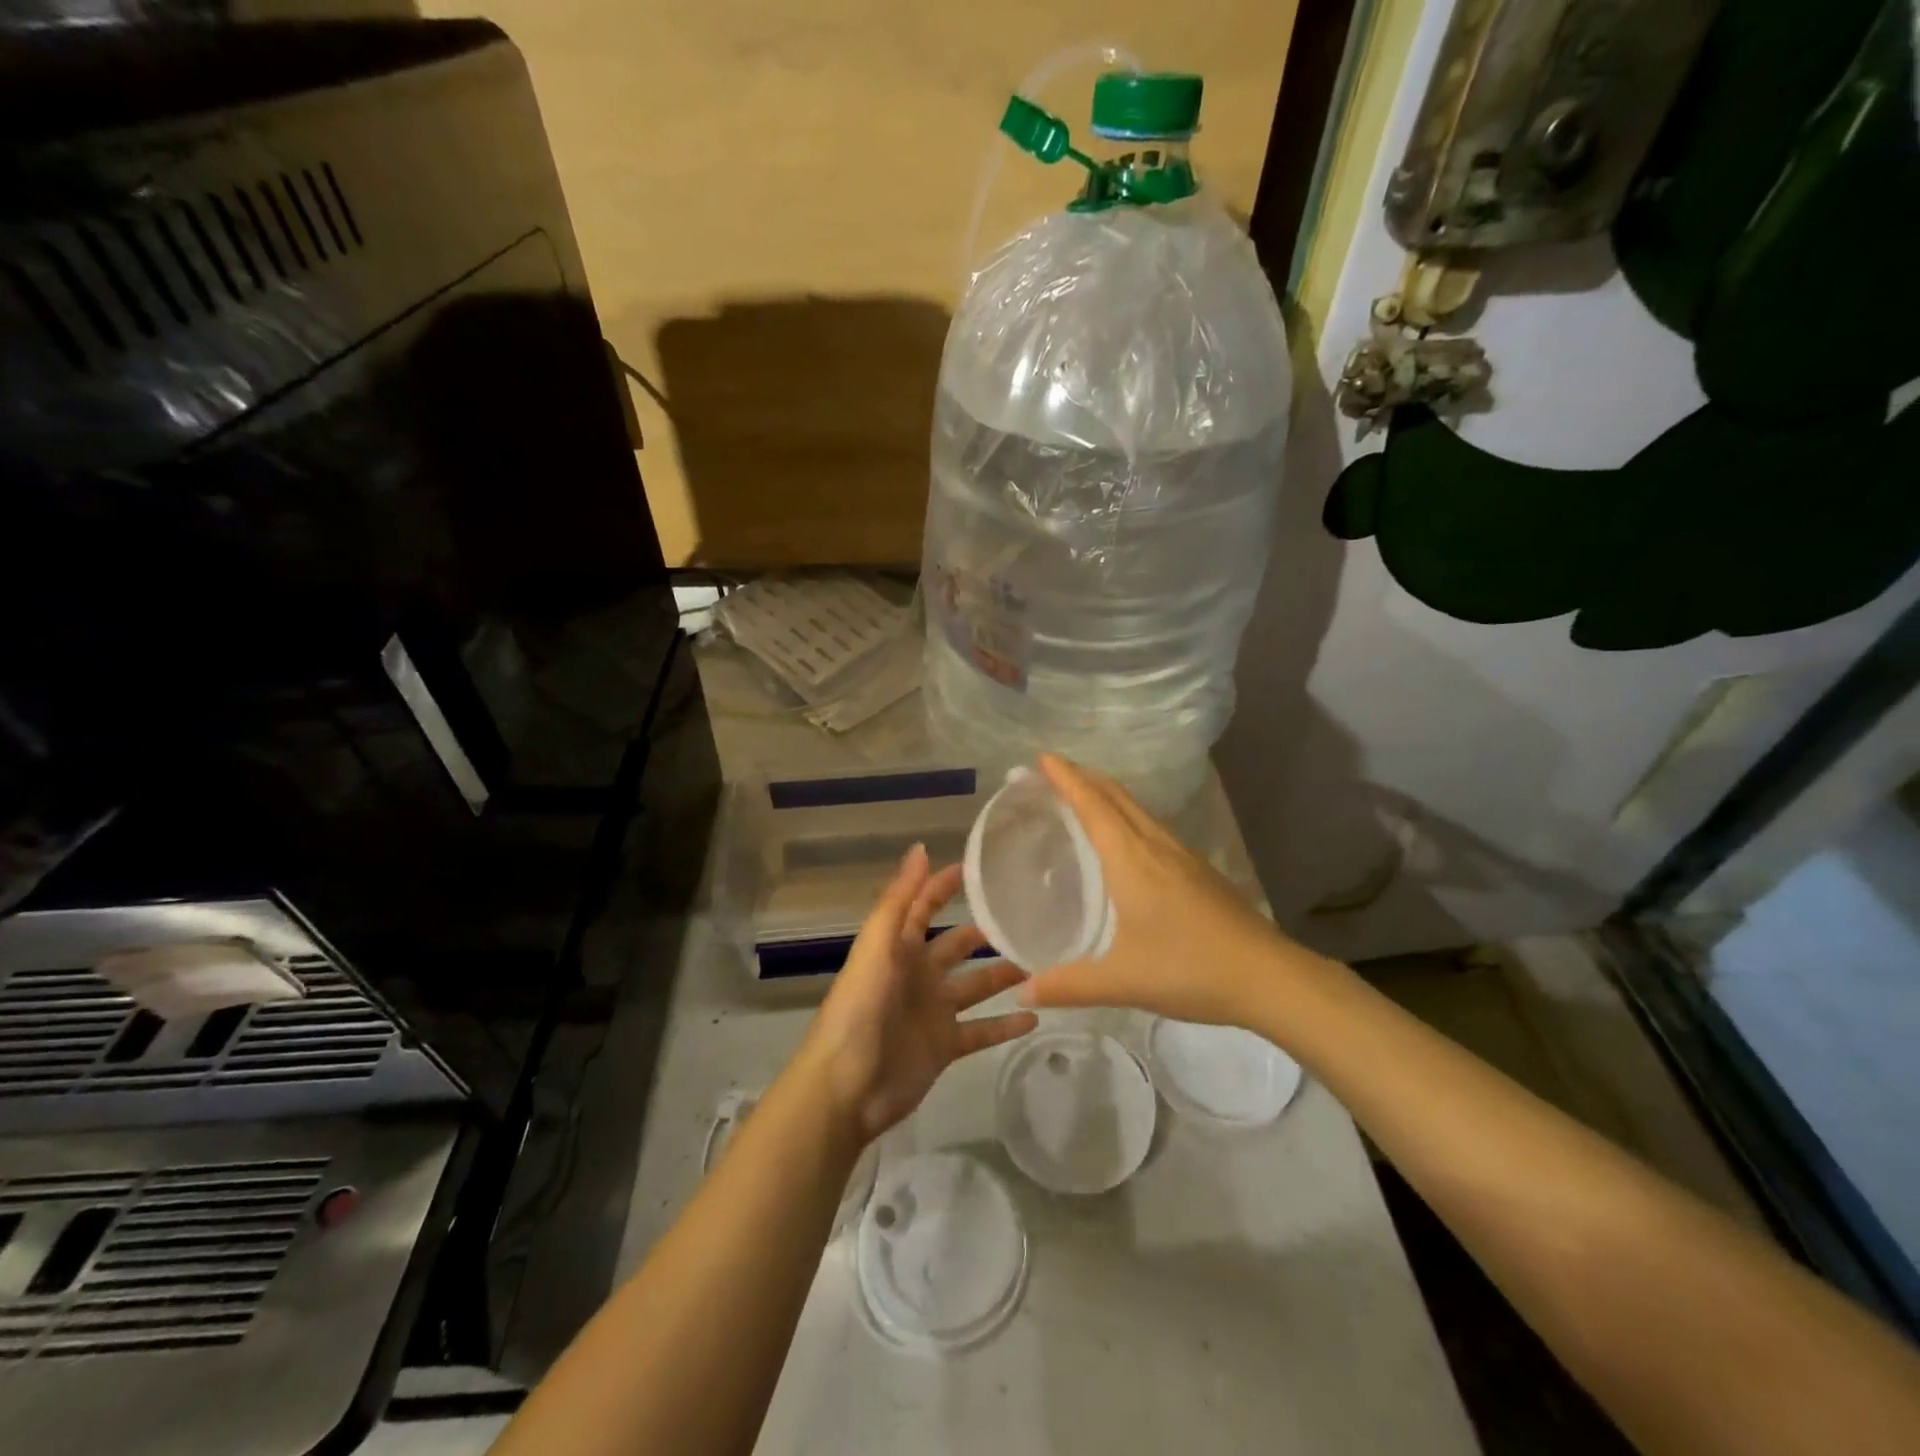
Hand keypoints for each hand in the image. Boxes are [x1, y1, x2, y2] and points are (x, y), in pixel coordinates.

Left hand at [799, 845, 1037, 1141]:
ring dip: (1003, 975)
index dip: (944, 885)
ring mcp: (933, 1012)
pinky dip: (1006, 1025)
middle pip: (957, 946)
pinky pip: (982, 1031)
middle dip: (985, 932)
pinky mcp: (945, 1047)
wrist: (847, 1087)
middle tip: (1026, 917)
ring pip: (976, 986)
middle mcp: (918, 974)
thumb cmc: (860, 1007)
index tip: (980, 867)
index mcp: (898, 948)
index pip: (923, 906)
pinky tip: (1036, 1016)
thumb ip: (900, 899)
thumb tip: (920, 848)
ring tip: (1041, 962)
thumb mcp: (878, 946)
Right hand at [1017, 754, 1313, 1026]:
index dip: (1066, 778)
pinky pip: (1154, 827)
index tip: (1043, 757)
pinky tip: (1127, 842)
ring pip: (1138, 810)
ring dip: (1108, 795)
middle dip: (1084, 777)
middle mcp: (1157, 846)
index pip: (1093, 805)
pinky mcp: (1200, 871)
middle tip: (1053, 773)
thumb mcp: (1122, 981)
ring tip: (1084, 798)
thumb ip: (1069, 986)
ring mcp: (1183, 856)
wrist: (1270, 977)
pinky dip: (1128, 817)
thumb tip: (1023, 991)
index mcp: (1132, 860)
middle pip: (1117, 796)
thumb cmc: (1191, 969)